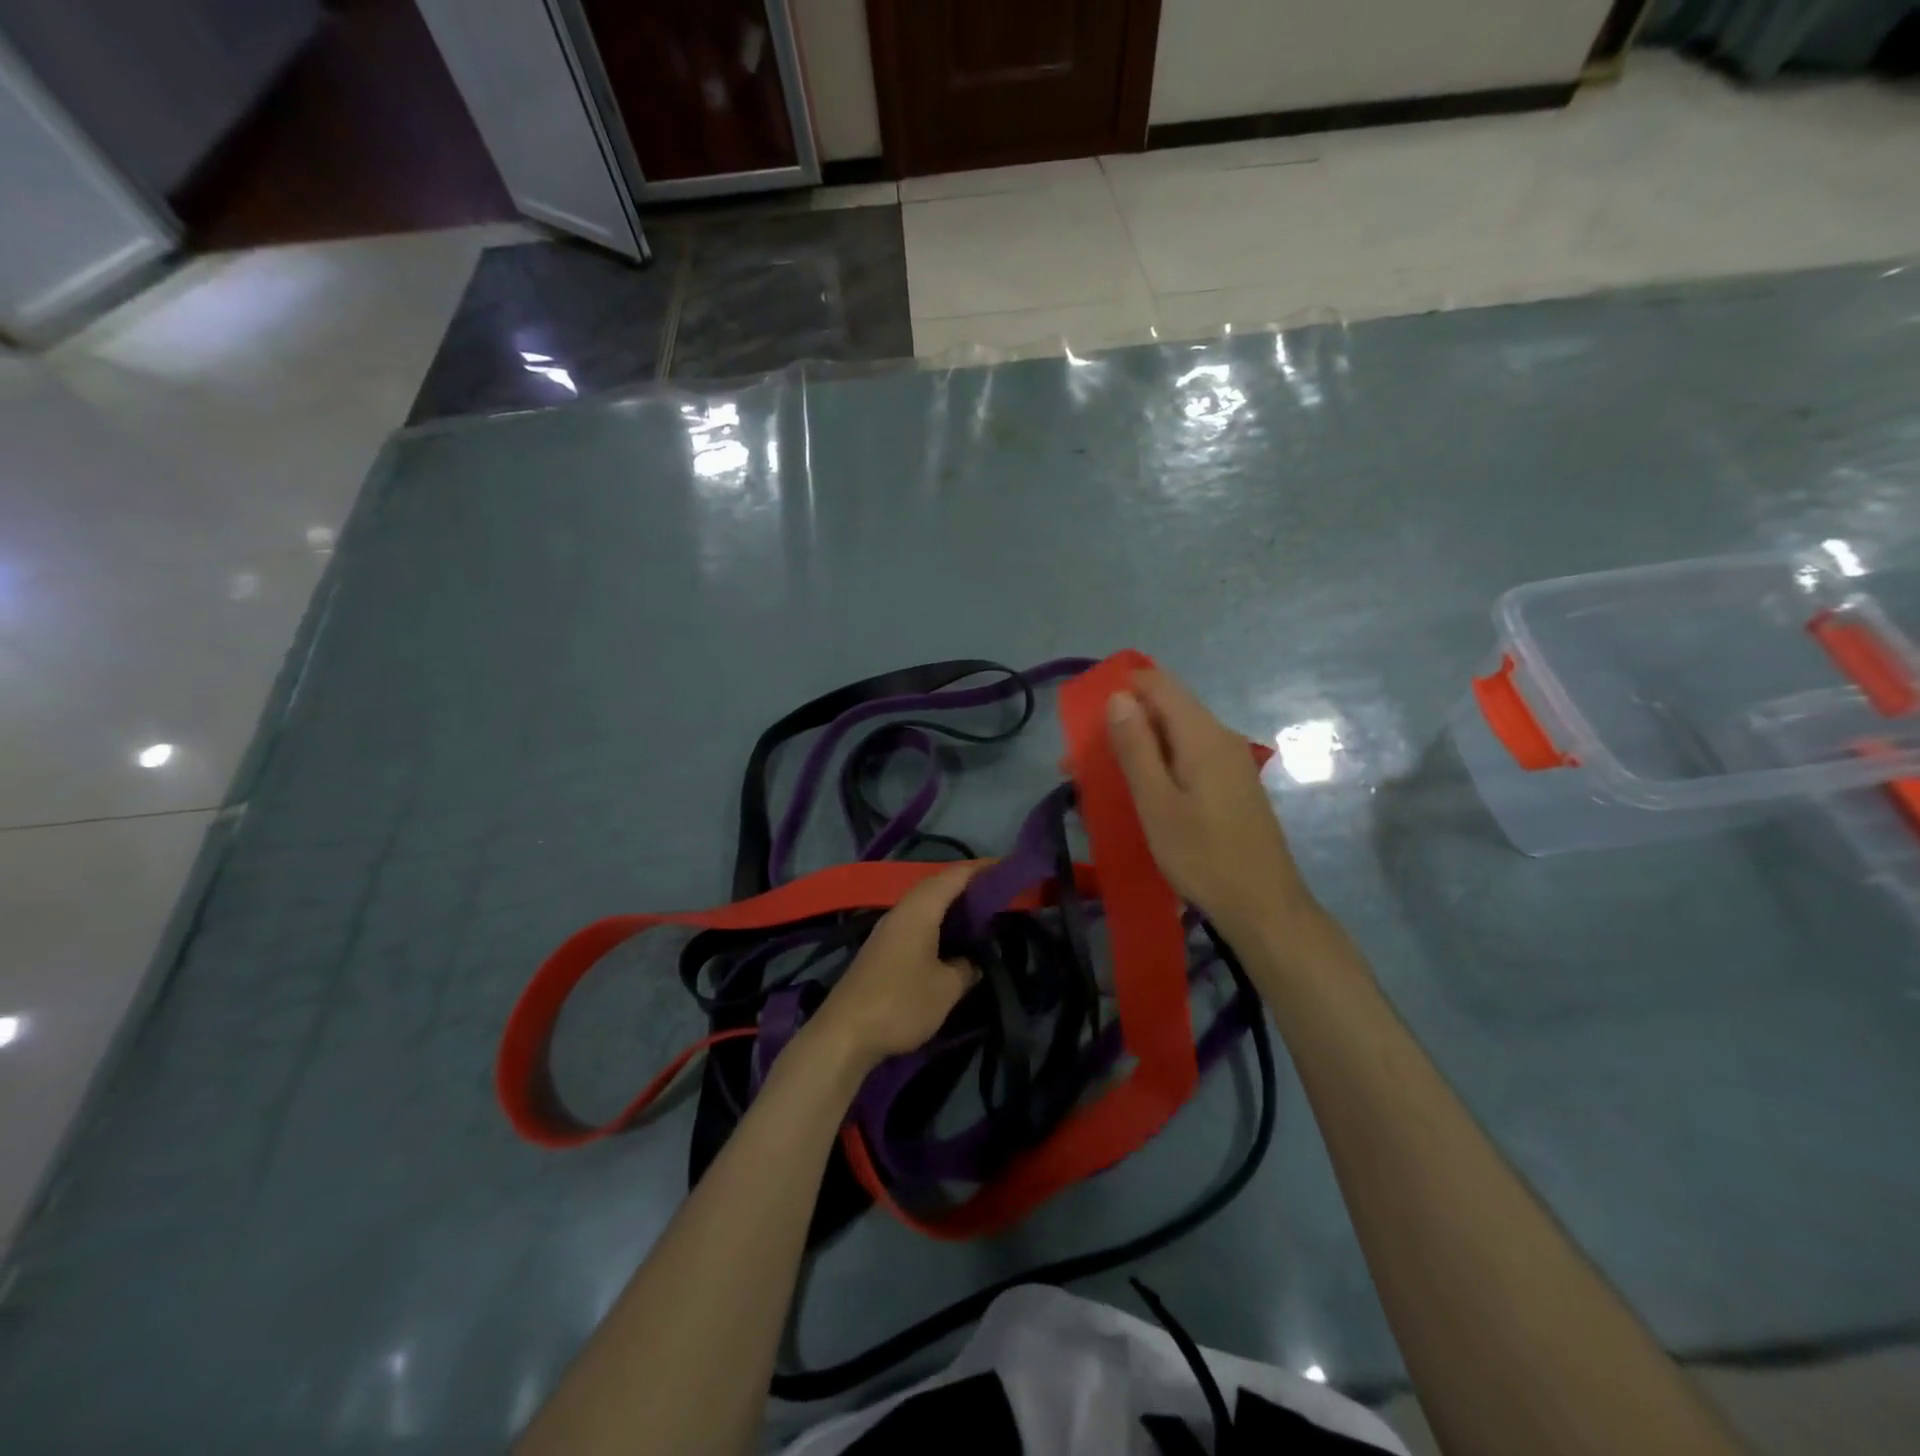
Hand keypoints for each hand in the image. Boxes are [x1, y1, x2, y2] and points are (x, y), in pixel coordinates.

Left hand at [806, 865, 980, 1071]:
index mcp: (919, 910)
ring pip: (924, 905)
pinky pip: (915, 922)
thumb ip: (966, 968)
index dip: (981, 869)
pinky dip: (937, 922)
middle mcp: (901, 912)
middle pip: (936, 885)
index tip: (1007, 867)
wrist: (844, 1034)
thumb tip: (973, 960)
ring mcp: (887, 931)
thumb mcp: (946, 988)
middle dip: (967, 884)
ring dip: (950, 904)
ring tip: (979, 912)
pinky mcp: (881, 950)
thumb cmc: (901, 1003)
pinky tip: (950, 939)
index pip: (954, 876)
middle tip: (998, 891)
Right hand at [1106, 669, 1312, 941]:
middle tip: (1083, 760)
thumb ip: (1136, 747)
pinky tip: (1141, 794)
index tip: (1087, 717)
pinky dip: (1159, 765)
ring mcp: (1231, 761)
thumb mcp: (1156, 803)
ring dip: (1138, 748)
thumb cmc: (1203, 856)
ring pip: (1176, 736)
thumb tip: (1118, 696)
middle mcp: (1220, 737)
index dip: (1121, 687)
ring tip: (1103, 781)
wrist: (1264, 907)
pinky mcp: (1232, 784)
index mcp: (1202, 735)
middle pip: (1167, 709)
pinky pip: (1188, 757)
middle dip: (1123, 724)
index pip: (1158, 684)